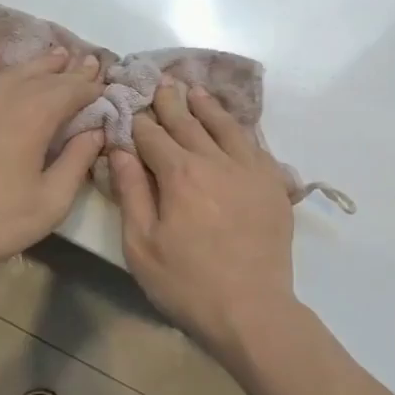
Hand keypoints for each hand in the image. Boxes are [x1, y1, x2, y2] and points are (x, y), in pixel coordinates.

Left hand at [0, 46, 104, 272]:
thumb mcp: (50, 202)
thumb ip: (76, 162)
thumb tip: (95, 131)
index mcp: (33, 119)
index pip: (69, 92)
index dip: (89, 86)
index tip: (103, 81)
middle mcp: (2, 99)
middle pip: (41, 78)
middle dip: (67, 71)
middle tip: (86, 62)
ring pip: (8, 74)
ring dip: (35, 64)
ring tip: (55, 55)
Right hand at [108, 81, 298, 355]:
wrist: (252, 311)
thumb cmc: (187, 284)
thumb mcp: (142, 245)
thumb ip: (131, 192)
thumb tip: (121, 150)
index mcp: (180, 173)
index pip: (153, 135)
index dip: (138, 121)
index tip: (129, 106)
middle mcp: (216, 160)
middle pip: (189, 122)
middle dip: (170, 102)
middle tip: (161, 83)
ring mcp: (250, 170)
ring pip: (225, 127)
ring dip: (206, 107)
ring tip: (194, 92)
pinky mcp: (273, 184)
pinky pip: (255, 145)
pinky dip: (239, 129)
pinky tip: (234, 126)